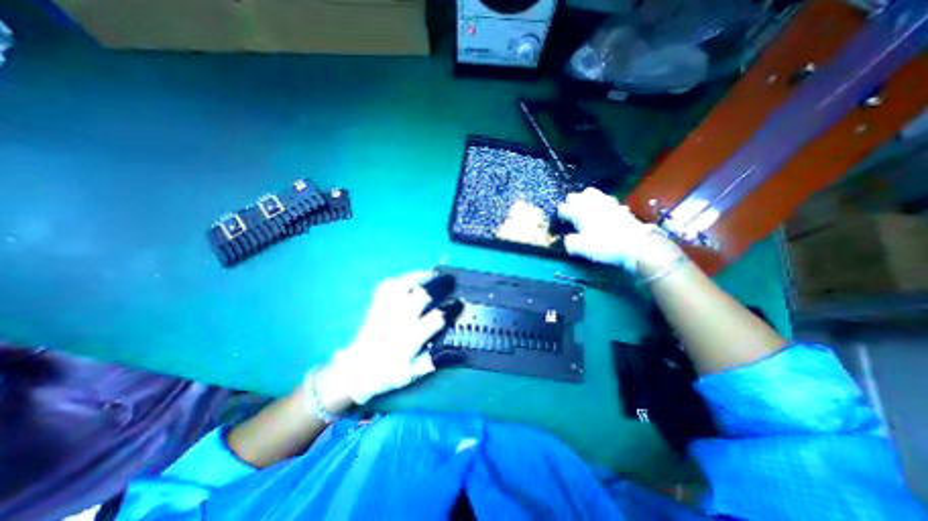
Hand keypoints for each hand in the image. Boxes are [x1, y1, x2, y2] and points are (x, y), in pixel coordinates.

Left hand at [318, 271, 447, 405]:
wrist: (354, 372)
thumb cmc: (385, 374)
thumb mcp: (411, 375)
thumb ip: (432, 362)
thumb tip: (455, 352)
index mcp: (410, 339)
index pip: (435, 319)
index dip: (450, 309)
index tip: (459, 303)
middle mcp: (398, 321)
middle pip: (420, 295)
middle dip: (438, 285)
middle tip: (450, 281)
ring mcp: (385, 311)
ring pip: (402, 285)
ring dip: (420, 277)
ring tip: (432, 274)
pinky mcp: (375, 306)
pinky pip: (386, 286)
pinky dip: (400, 279)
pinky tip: (410, 279)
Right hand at [558, 186, 679, 275]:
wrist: (636, 244)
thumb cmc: (604, 244)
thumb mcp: (581, 248)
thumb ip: (570, 242)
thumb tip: (567, 239)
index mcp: (579, 212)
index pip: (563, 208)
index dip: (559, 215)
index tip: (560, 222)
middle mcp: (591, 204)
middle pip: (576, 196)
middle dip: (570, 202)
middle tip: (570, 212)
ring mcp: (606, 203)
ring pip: (592, 193)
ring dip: (586, 199)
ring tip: (585, 206)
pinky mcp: (619, 206)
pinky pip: (607, 199)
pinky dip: (602, 203)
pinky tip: (604, 209)